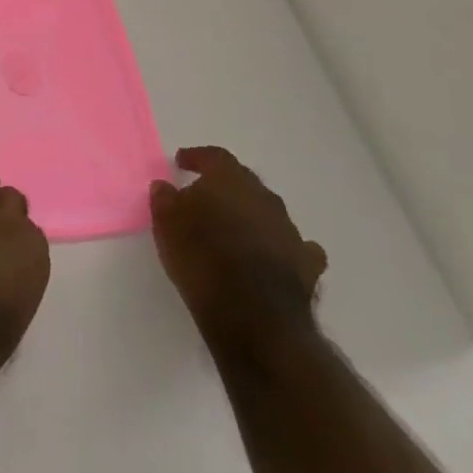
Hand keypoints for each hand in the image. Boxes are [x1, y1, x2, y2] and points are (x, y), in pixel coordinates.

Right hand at [150, 146, 326, 360]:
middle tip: (205, 196)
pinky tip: (272, 255)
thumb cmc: (201, 258)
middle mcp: (264, 198)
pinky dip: (281, 246)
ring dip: (251, 216)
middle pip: (244, 182)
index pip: (214, 157)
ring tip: (233, 231)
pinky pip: (294, 246)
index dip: (197, 157)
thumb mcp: (166, 224)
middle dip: (225, 186)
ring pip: (268, 212)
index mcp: (229, 181)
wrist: (253, 314)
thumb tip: (165, 186)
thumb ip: (165, 199)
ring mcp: (290, 231)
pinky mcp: (307, 264)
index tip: (182, 162)